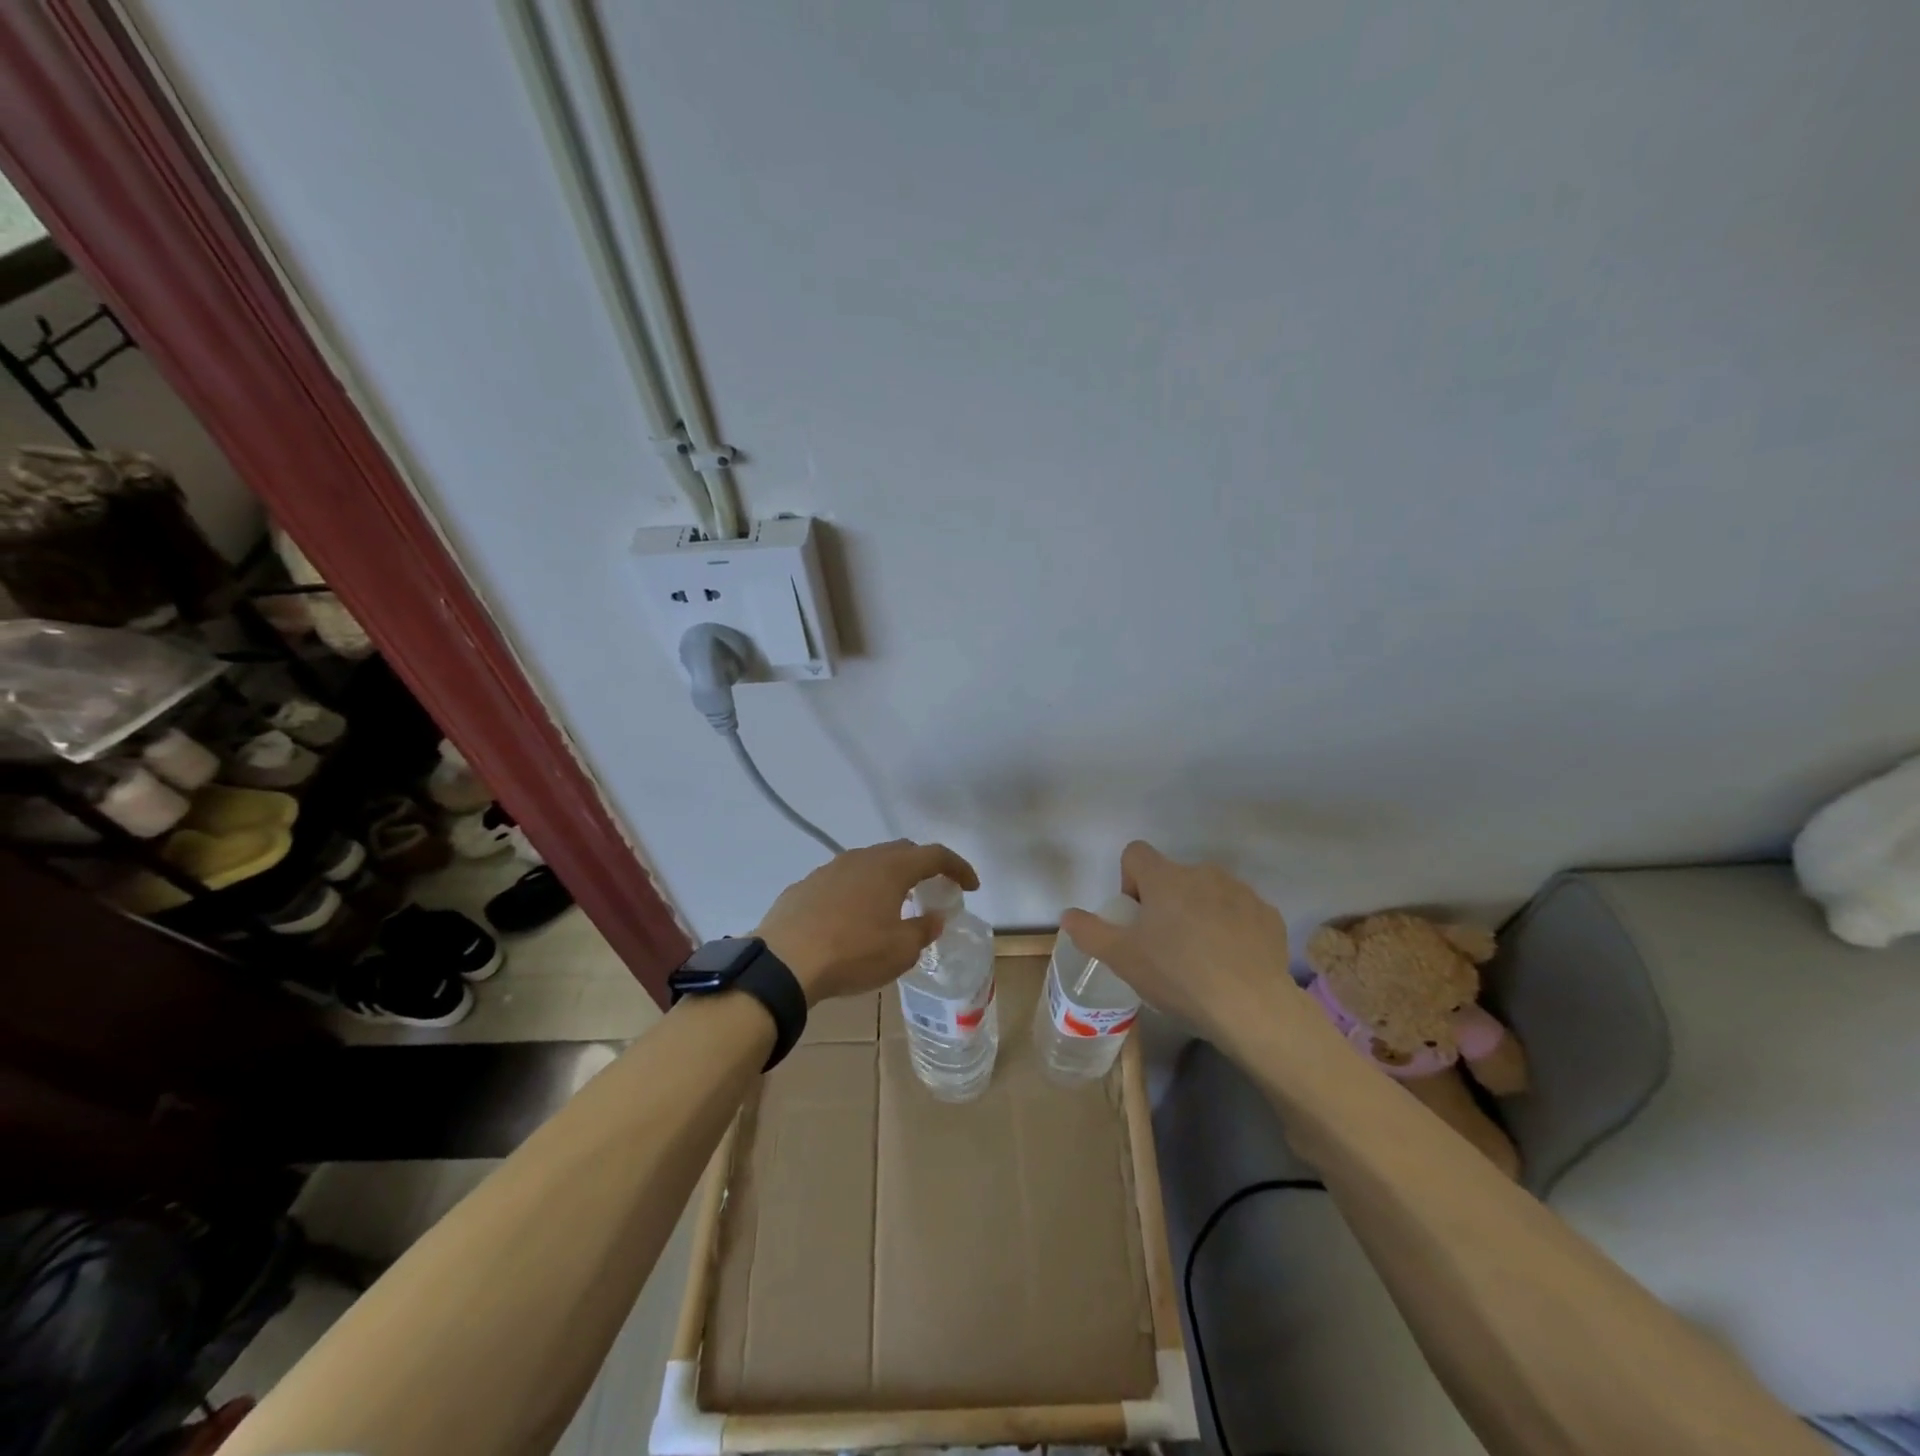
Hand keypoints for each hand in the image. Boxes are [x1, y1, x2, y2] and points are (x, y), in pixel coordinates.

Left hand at [756, 839, 978, 1004]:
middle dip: (922, 867)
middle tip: (932, 890)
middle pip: (901, 852)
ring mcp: (830, 869)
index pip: (935, 855)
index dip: (958, 868)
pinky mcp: (806, 886)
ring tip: (893, 904)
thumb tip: (935, 917)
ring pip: (868, 863)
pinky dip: (858, 892)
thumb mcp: (901, 950)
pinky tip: (853, 918)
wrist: (784, 962)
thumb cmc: (853, 953)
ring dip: (887, 878)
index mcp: (891, 868)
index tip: (971, 886)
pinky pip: (842, 881)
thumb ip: (923, 929)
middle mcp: (861, 858)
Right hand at [1058, 840, 1303, 1045]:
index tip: (1136, 917)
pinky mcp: (1267, 915)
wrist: (1251, 1006)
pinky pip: (1239, 913)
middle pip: (1173, 876)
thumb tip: (1067, 915)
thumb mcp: (1122, 958)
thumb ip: (1089, 931)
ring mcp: (1240, 892)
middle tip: (1164, 946)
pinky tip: (1231, 963)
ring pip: (1208, 893)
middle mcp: (1203, 873)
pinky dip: (1232, 929)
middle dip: (1165, 902)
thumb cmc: (1178, 975)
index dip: (1129, 881)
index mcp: (1165, 877)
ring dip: (1199, 913)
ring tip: (1200, 958)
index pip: (1135, 854)